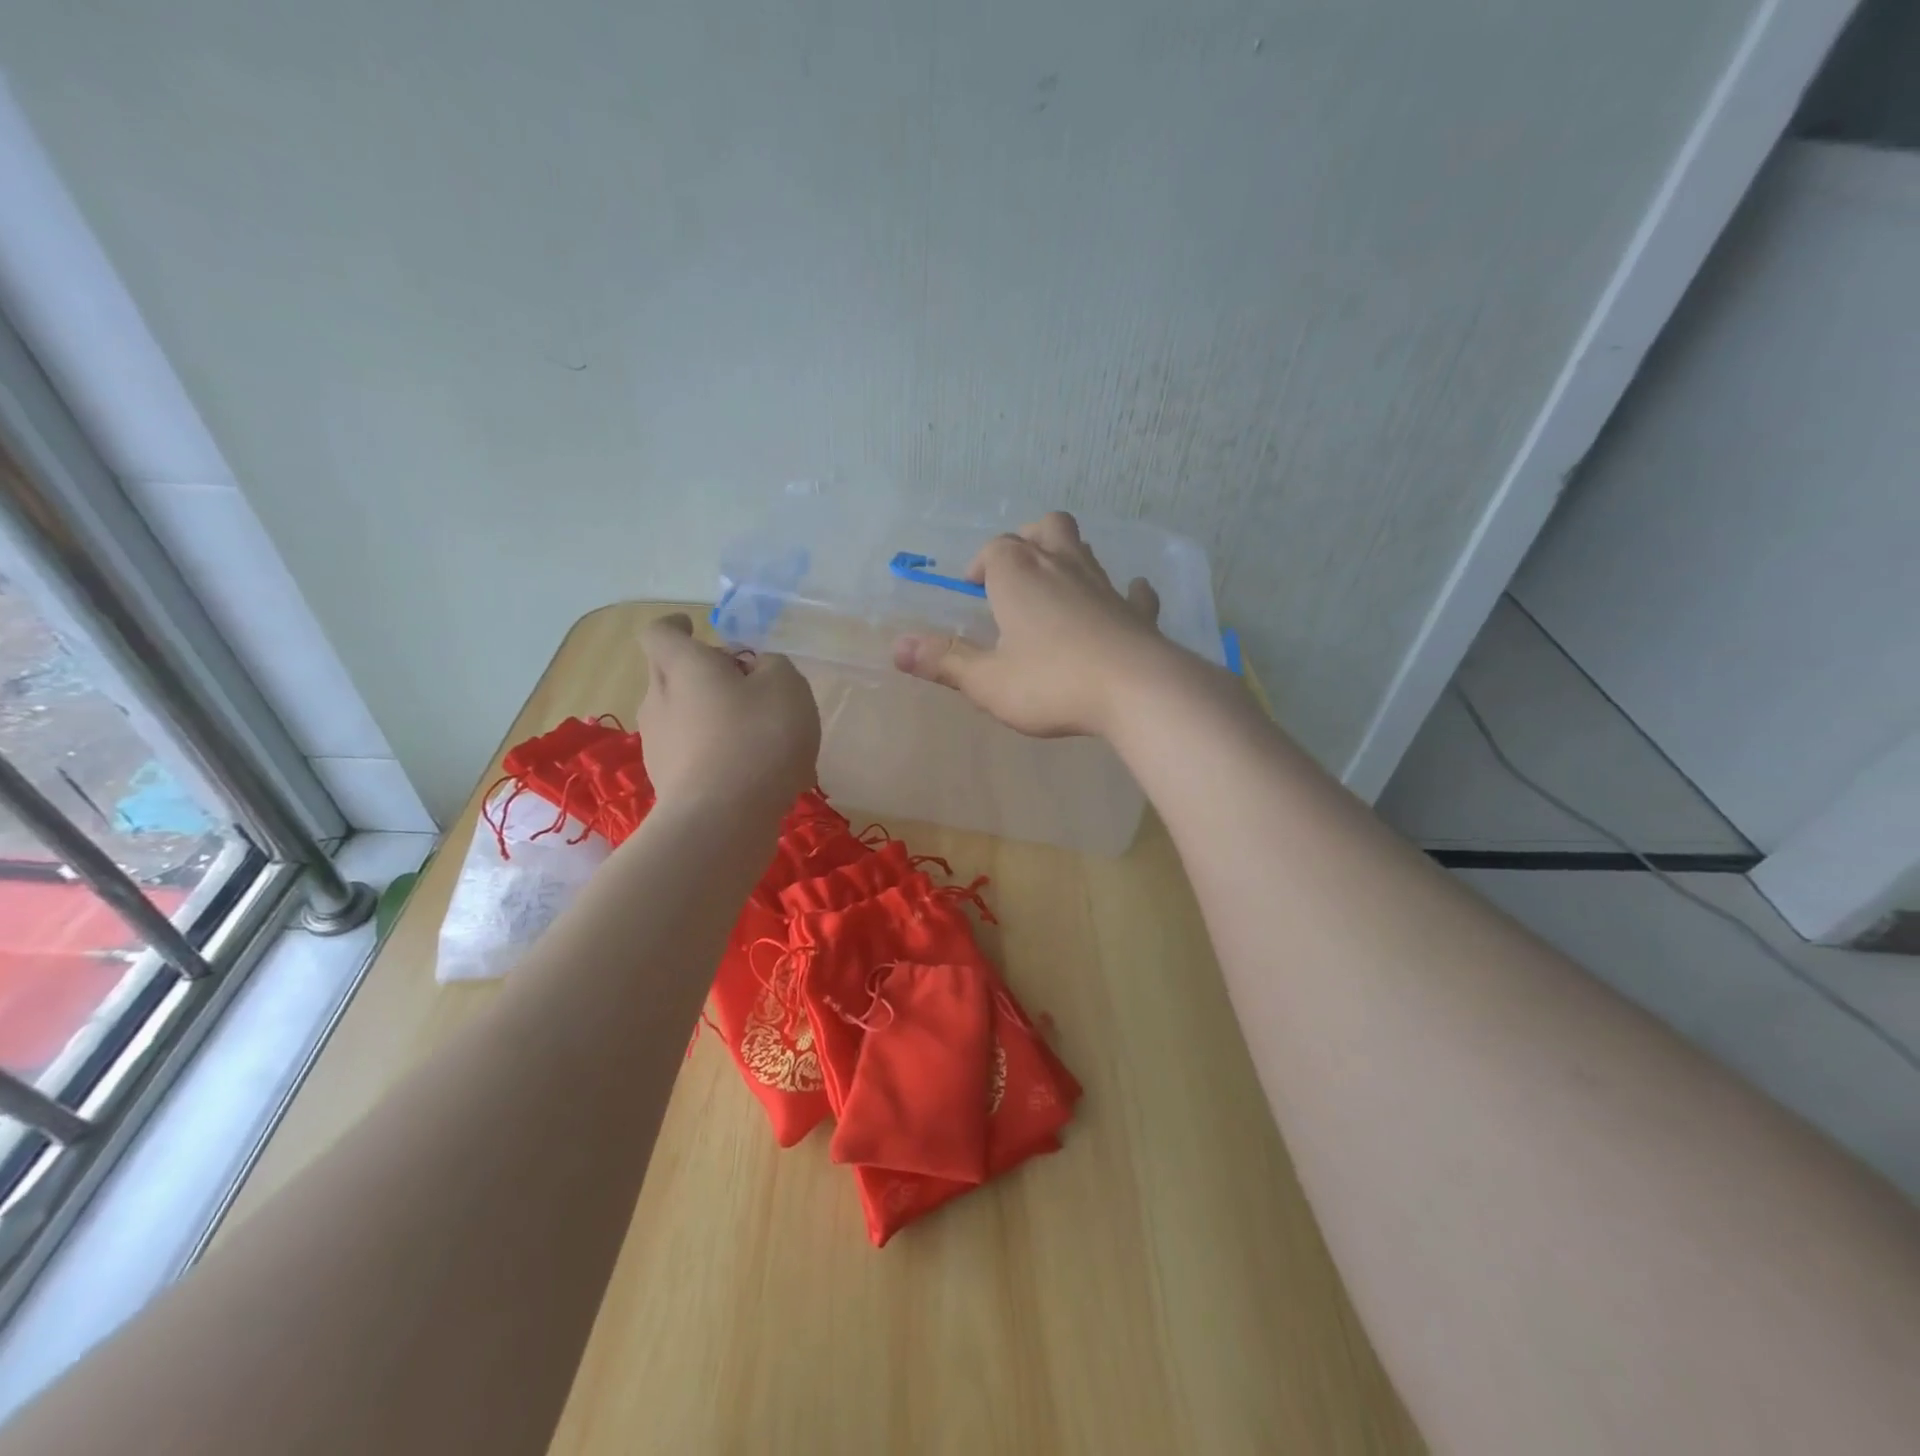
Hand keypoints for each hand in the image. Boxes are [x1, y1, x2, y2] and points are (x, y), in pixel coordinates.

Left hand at [637, 614, 819, 811]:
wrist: (723, 822)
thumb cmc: (757, 738)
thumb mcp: (787, 686)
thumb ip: (773, 666)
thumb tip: (758, 670)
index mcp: (683, 666)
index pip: (660, 633)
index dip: (675, 626)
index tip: (693, 627)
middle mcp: (659, 701)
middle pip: (670, 675)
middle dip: (701, 673)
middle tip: (742, 681)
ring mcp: (659, 747)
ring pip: (682, 717)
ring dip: (712, 717)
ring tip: (759, 736)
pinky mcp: (670, 785)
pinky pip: (693, 756)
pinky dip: (718, 755)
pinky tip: (755, 774)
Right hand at [891, 511, 1176, 738]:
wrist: (1136, 690)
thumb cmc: (1051, 683)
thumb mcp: (987, 681)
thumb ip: (944, 661)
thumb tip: (897, 647)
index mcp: (1019, 576)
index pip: (995, 550)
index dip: (981, 565)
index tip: (974, 592)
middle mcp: (1062, 567)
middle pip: (1045, 528)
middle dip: (1027, 540)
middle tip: (1016, 573)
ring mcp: (1105, 585)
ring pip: (1084, 550)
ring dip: (1067, 558)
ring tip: (1054, 589)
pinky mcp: (1137, 611)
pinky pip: (1131, 591)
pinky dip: (1121, 593)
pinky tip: (1120, 602)